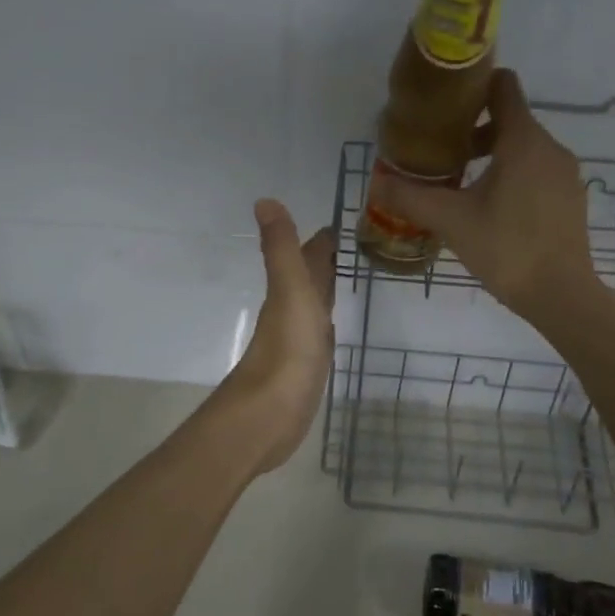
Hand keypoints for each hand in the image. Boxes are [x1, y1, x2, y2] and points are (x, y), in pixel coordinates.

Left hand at [220, 199, 336, 474]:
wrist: (269, 415)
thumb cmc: (287, 351)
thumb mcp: (290, 292)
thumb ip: (281, 249)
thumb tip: (264, 200)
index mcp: (291, 291)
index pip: (308, 256)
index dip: (322, 239)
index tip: (341, 223)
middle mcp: (293, 311)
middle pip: (310, 279)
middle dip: (325, 261)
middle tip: (350, 245)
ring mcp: (299, 341)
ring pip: (315, 305)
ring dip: (326, 289)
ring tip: (345, 276)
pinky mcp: (306, 368)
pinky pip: (320, 335)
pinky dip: (326, 323)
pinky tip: (331, 326)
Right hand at [371, 69, 601, 325]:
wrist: (561, 296)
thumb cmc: (506, 248)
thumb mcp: (451, 221)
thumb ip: (410, 197)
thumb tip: (376, 182)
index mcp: (524, 141)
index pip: (504, 87)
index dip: (475, 86)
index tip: (445, 102)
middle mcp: (550, 148)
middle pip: (510, 119)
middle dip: (474, 129)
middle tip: (440, 151)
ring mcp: (565, 174)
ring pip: (524, 147)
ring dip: (492, 155)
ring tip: (461, 182)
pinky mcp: (570, 198)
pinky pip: (537, 171)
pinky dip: (513, 174)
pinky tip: (491, 206)